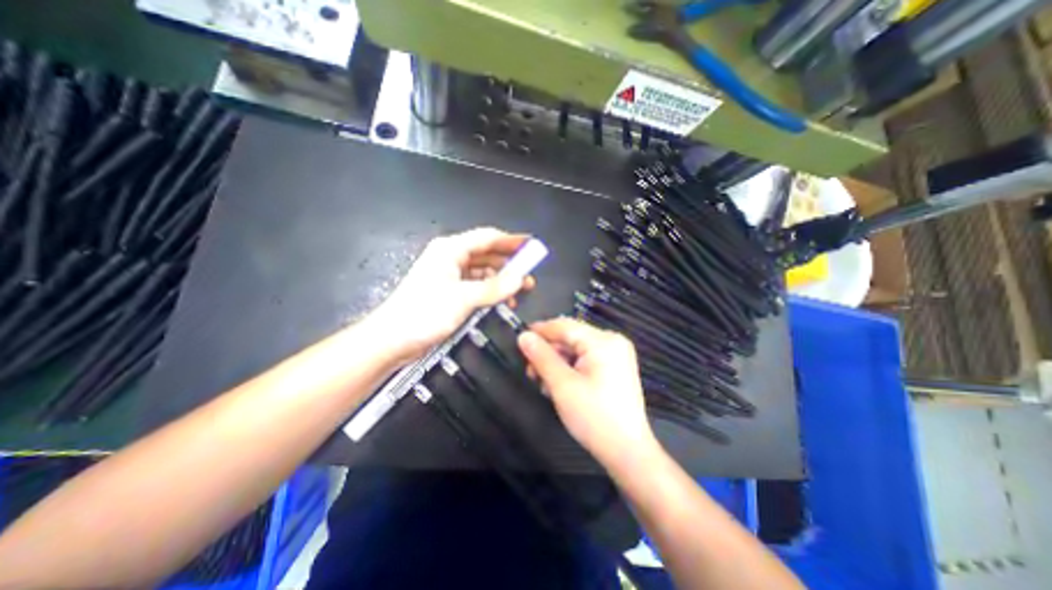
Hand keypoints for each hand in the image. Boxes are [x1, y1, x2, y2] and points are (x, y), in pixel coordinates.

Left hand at [369, 228, 533, 360]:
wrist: (391, 339)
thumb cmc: (424, 312)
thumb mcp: (463, 298)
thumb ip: (494, 288)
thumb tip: (520, 279)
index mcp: (451, 249)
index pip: (488, 237)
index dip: (512, 240)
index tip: (532, 246)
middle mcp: (451, 257)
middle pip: (487, 253)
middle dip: (509, 262)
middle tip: (530, 273)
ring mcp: (450, 275)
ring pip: (483, 271)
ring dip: (502, 279)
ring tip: (522, 289)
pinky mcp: (449, 292)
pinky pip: (476, 285)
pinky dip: (490, 291)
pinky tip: (503, 300)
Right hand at [516, 321, 654, 467]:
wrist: (626, 452)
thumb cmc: (594, 417)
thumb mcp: (562, 385)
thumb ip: (541, 357)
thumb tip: (524, 336)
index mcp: (603, 341)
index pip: (565, 326)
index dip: (540, 330)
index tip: (519, 338)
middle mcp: (612, 342)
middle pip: (571, 337)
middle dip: (549, 352)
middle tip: (531, 371)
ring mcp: (616, 355)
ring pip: (576, 349)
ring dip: (557, 362)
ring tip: (544, 383)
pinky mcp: (615, 367)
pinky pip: (586, 359)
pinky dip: (570, 368)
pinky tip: (559, 385)